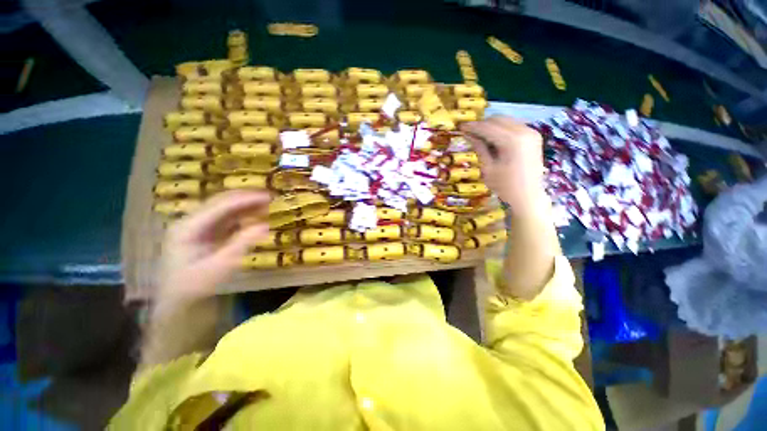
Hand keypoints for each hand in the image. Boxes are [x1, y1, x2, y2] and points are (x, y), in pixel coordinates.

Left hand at [157, 190, 269, 303]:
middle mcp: (191, 221)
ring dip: (246, 205)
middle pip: (221, 201)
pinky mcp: (205, 231)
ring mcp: (197, 225)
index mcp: (188, 227)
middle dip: (246, 198)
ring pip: (224, 208)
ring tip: (267, 204)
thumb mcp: (220, 266)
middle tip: (271, 197)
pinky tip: (256, 215)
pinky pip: (227, 217)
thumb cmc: (196, 285)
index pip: (220, 206)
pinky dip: (243, 215)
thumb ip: (242, 243)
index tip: (268, 196)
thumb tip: (266, 225)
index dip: (245, 199)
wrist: (178, 299)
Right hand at [462, 117, 545, 212]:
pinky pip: (514, 125)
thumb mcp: (488, 168)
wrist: (528, 196)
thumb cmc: (505, 186)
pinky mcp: (533, 136)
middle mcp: (524, 131)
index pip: (488, 127)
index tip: (460, 127)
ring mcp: (531, 132)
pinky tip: (494, 139)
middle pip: (498, 119)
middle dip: (482, 124)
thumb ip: (479, 148)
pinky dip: (502, 129)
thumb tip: (468, 135)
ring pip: (506, 120)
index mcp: (512, 141)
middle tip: (469, 133)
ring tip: (480, 136)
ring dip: (491, 126)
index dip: (473, 126)